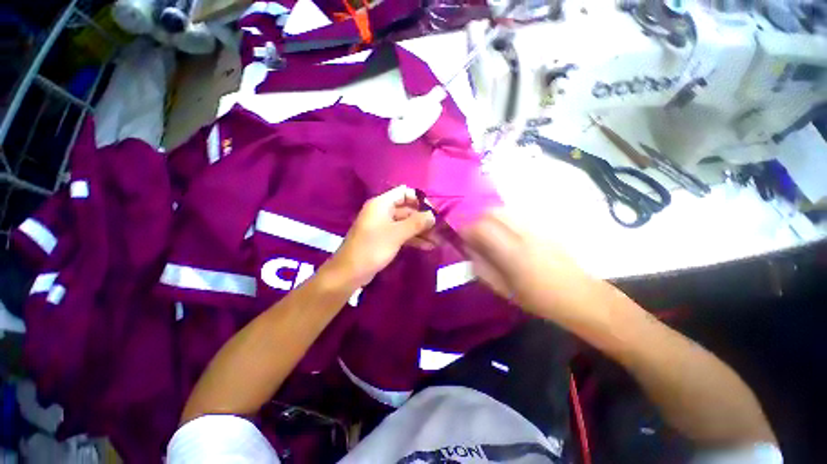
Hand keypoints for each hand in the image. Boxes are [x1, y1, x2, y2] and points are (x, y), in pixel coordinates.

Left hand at [330, 185, 436, 286]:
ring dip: (420, 231)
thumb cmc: (373, 248)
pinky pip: (401, 235)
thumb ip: (417, 223)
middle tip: (439, 228)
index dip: (419, 199)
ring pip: (405, 224)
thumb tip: (433, 215)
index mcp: (381, 204)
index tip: (433, 210)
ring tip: (437, 240)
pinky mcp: (384, 239)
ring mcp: (382, 226)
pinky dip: (413, 239)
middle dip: (423, 218)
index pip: (404, 192)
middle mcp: (382, 212)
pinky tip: (428, 246)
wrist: (350, 272)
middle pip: (407, 209)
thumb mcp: (397, 234)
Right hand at [460, 209, 596, 321]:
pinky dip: (503, 220)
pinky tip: (505, 234)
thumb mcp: (504, 290)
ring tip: (487, 233)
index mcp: (512, 253)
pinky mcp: (543, 227)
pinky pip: (516, 215)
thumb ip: (482, 268)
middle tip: (473, 234)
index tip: (461, 238)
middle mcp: (523, 234)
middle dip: (476, 220)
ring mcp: (535, 228)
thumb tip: (469, 251)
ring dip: (489, 218)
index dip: (466, 230)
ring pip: (504, 211)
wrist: (580, 295)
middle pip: (492, 212)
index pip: (481, 228)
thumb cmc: (539, 299)